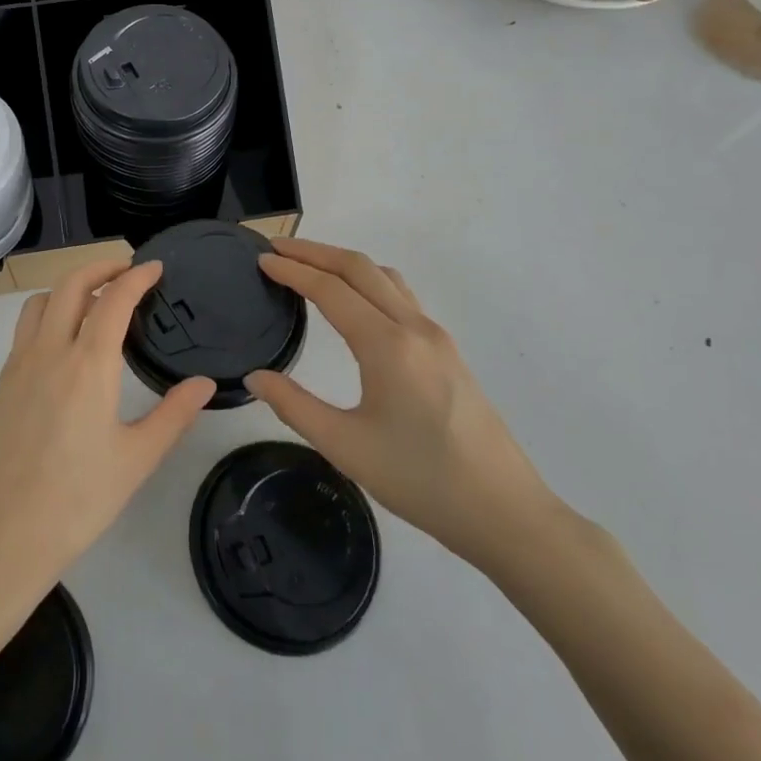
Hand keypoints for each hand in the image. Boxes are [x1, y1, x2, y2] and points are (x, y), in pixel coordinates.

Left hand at [0, 260, 213, 599]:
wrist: (3, 538)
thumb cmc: (78, 500)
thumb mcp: (137, 459)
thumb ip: (174, 414)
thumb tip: (205, 383)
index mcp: (88, 365)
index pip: (114, 298)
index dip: (137, 276)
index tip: (156, 268)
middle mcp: (50, 351)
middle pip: (71, 284)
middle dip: (101, 266)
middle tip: (127, 272)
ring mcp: (19, 364)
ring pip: (41, 301)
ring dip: (69, 288)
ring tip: (95, 302)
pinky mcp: (2, 382)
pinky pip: (26, 328)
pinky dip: (49, 313)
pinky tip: (65, 342)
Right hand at [247, 239, 561, 573]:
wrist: (505, 512)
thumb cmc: (421, 481)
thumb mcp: (345, 447)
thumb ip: (294, 406)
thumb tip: (255, 377)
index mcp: (387, 345)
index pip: (330, 289)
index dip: (292, 270)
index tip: (261, 259)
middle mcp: (414, 327)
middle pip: (359, 268)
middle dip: (314, 252)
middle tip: (277, 248)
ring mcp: (436, 336)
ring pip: (384, 277)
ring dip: (343, 263)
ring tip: (310, 267)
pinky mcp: (448, 351)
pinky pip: (401, 295)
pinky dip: (367, 281)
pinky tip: (355, 302)